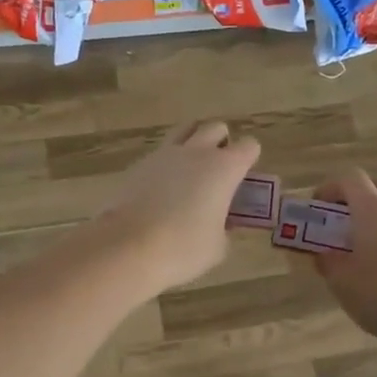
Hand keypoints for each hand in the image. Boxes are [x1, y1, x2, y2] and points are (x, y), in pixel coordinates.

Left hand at [97, 121, 261, 295]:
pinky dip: (166, 164)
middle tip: (219, 169)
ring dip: (192, 143)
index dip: (249, 159)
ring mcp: (164, 154)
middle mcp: (196, 152)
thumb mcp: (217, 246)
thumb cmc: (183, 248)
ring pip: (184, 131)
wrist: (128, 247)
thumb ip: (224, 228)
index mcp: (224, 168)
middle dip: (221, 142)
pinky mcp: (139, 164)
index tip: (244, 178)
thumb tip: (220, 223)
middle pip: (216, 128)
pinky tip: (162, 189)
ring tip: (190, 170)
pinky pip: (159, 153)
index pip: (249, 146)